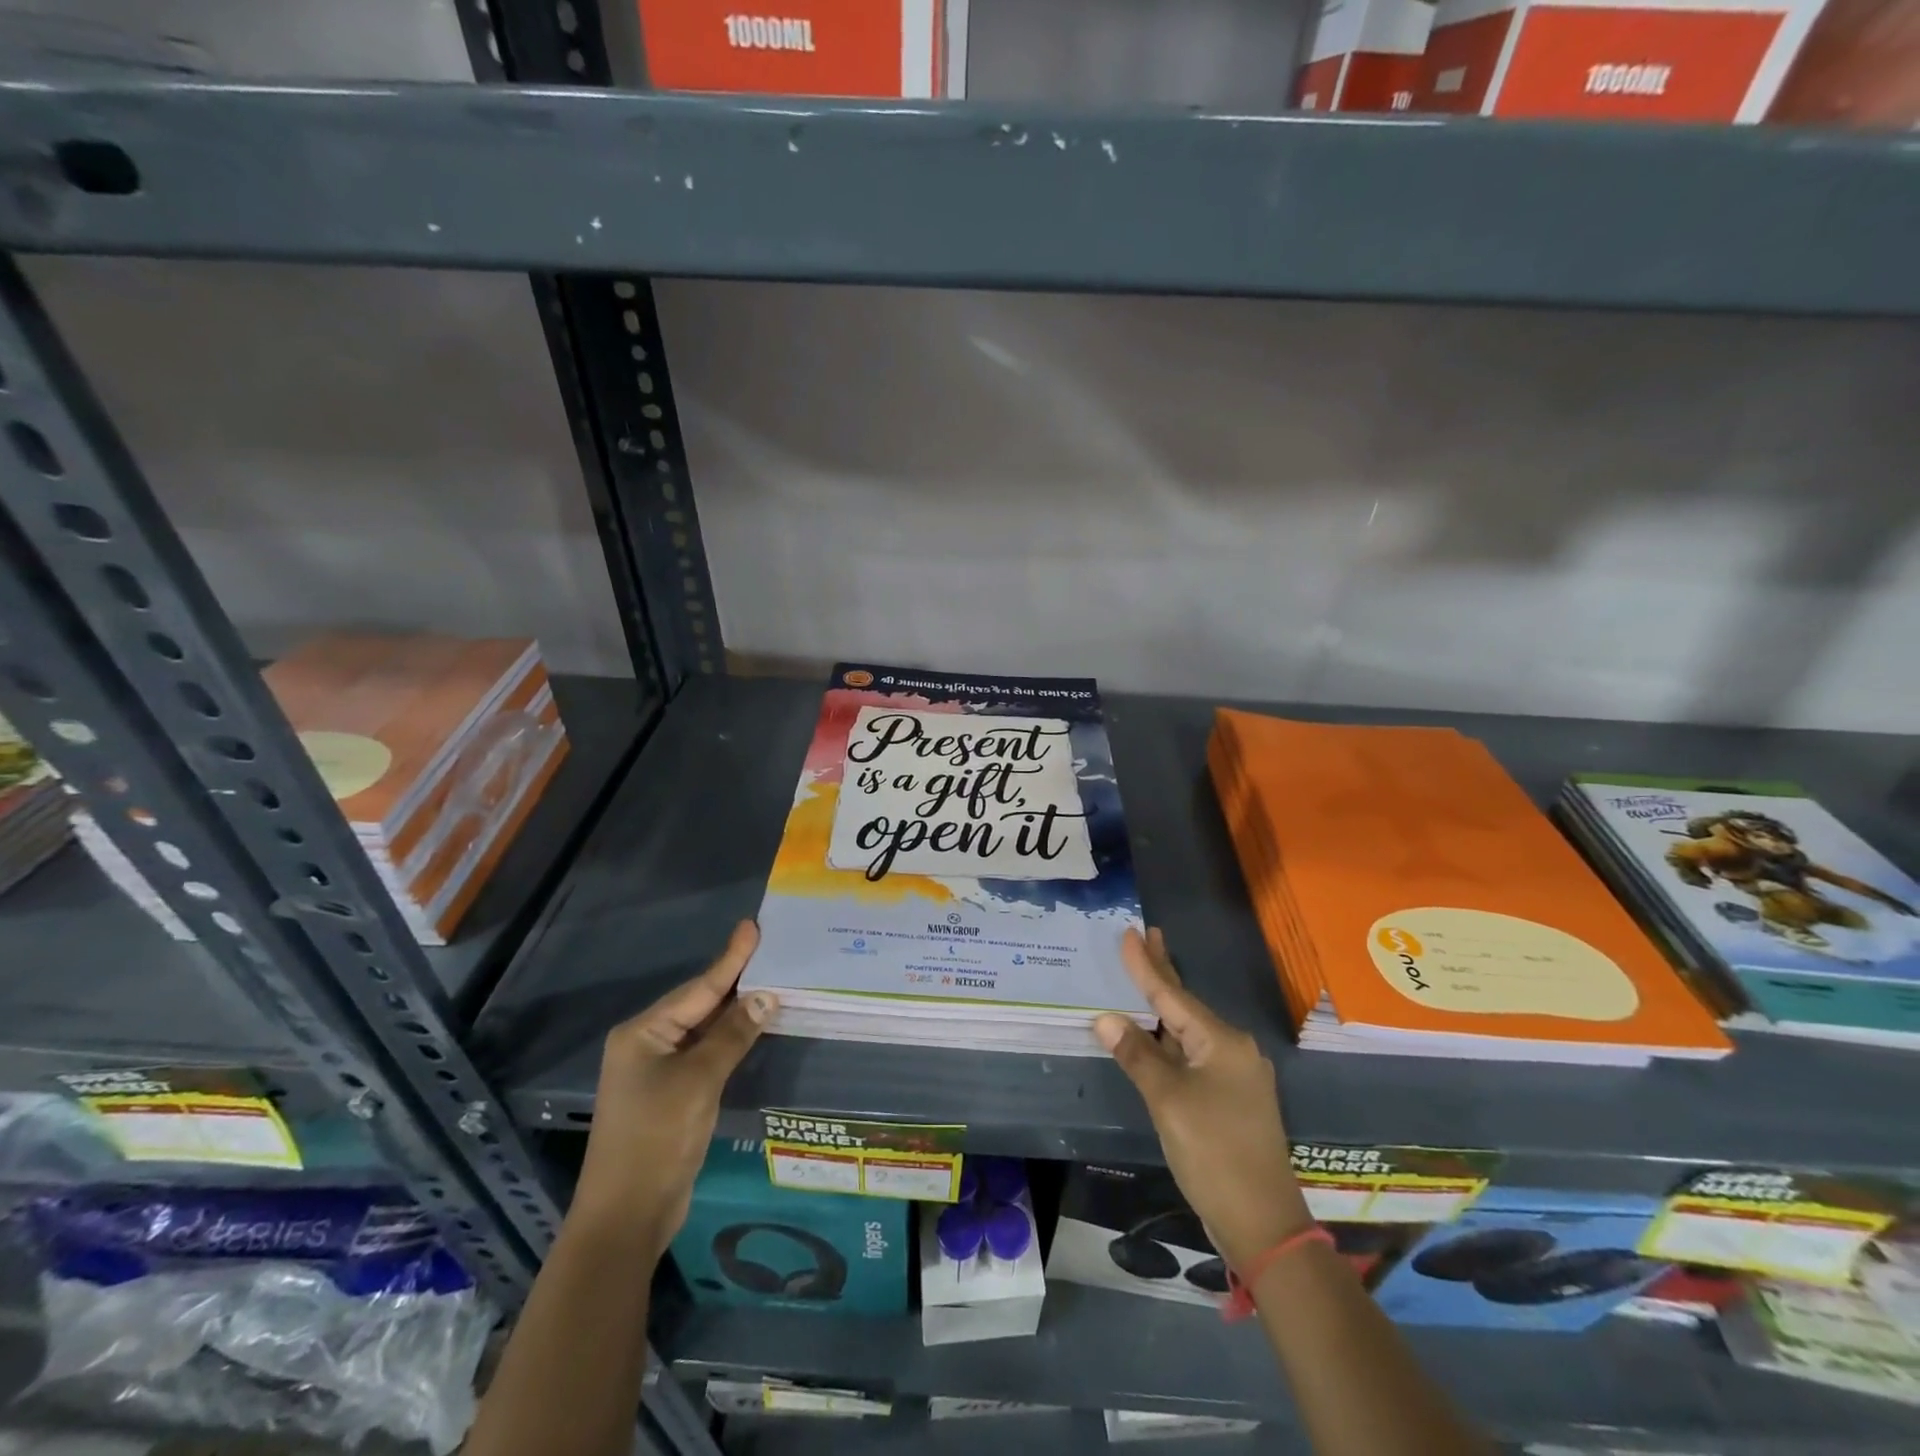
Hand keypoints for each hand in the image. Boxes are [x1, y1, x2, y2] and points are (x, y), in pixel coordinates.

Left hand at [569, 921, 775, 1252]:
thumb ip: (732, 1035)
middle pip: (699, 1003)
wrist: (627, 1216)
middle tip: (770, 950)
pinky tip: (753, 1026)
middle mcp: (647, 1044)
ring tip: (770, 979)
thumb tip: (765, 996)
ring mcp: (657, 1070)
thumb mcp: (699, 1081)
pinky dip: (730, 1038)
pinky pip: (705, 1052)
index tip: (752, 927)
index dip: (730, 958)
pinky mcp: (671, 1093)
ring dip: (736, 1010)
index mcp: (643, 1032)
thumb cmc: (658, 1139)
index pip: (698, 988)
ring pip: (704, 1029)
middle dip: (735, 979)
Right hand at [1096, 928, 1310, 1271]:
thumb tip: (1106, 1019)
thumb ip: (1137, 1055)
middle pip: (1186, 1006)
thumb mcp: (1167, 1101)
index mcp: (1221, 1041)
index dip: (1147, 965)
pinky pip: (1194, 1054)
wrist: (1263, 1222)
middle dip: (1164, 973)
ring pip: (1190, 1031)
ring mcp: (1236, 1075)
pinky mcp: (1232, 1098)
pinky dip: (1171, 1040)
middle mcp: (1233, 1049)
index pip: (1172, 995)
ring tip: (1146, 977)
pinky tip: (1157, 1036)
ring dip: (1165, 1008)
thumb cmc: (1213, 1152)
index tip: (1130, 932)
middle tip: (1147, 936)